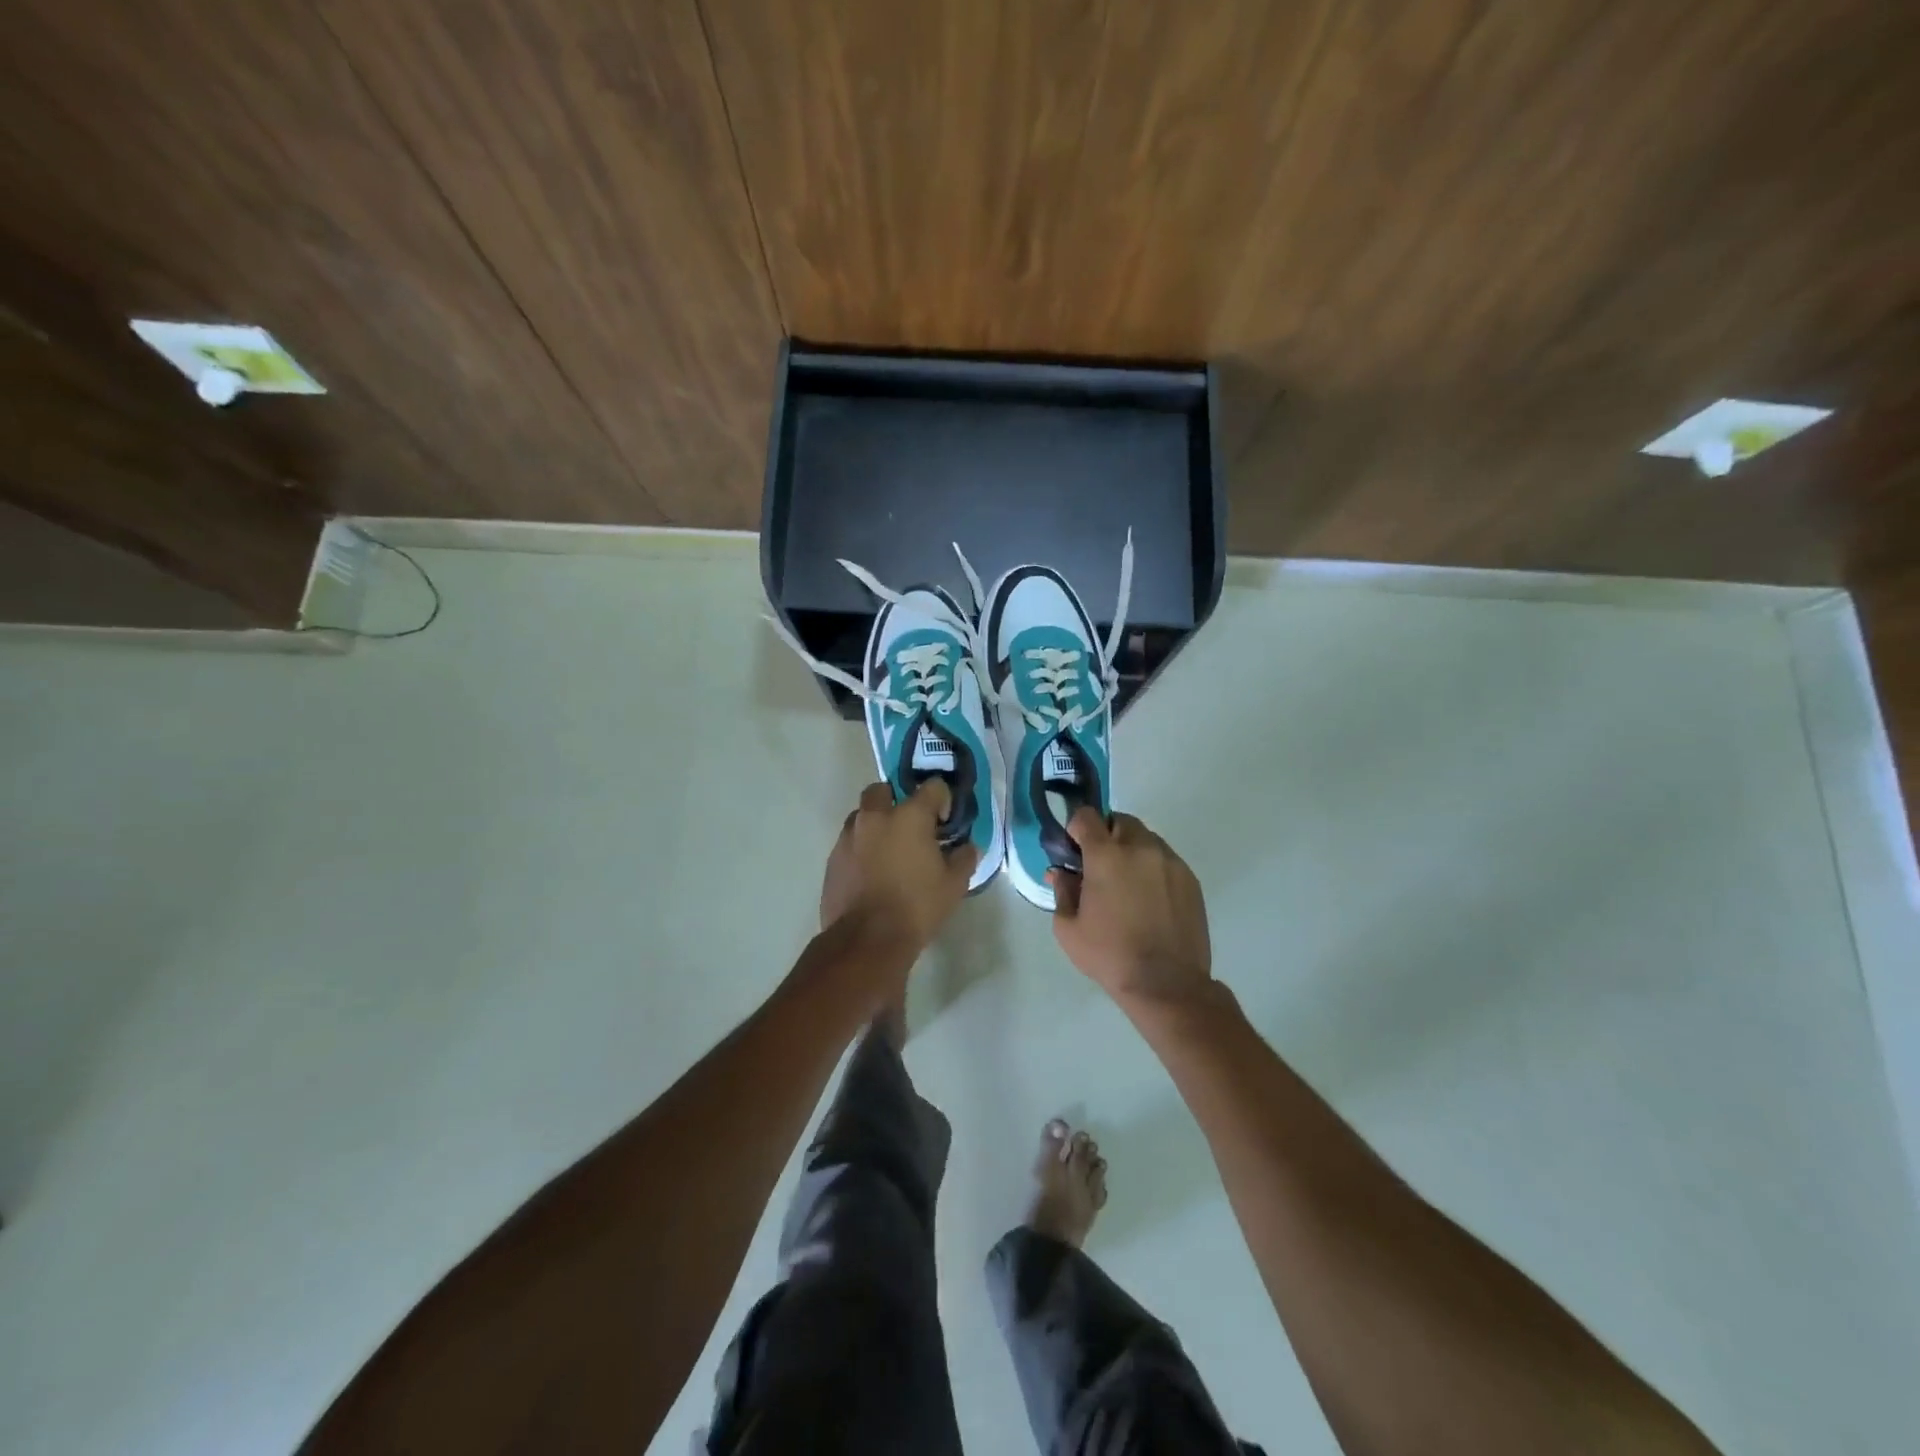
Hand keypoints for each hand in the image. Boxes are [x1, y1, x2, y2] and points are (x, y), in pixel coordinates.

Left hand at [820, 780, 978, 955]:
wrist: (867, 939)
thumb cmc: (916, 907)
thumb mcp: (954, 885)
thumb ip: (964, 859)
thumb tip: (967, 847)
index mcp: (909, 816)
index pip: (933, 787)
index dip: (942, 800)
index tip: (944, 822)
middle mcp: (876, 817)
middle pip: (883, 790)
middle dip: (896, 801)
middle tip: (910, 827)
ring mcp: (849, 836)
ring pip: (862, 815)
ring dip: (875, 824)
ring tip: (888, 851)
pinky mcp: (833, 858)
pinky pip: (849, 842)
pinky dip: (861, 848)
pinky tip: (871, 872)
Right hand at [1051, 809, 1211, 1007]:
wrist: (1167, 984)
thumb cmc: (1110, 955)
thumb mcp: (1068, 928)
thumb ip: (1061, 891)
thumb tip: (1061, 873)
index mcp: (1106, 856)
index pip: (1087, 816)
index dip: (1076, 828)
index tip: (1074, 850)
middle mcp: (1141, 848)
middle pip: (1120, 821)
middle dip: (1106, 835)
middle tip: (1100, 867)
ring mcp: (1170, 861)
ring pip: (1146, 838)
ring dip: (1131, 850)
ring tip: (1127, 885)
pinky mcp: (1190, 878)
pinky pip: (1165, 859)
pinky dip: (1152, 868)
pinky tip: (1149, 899)